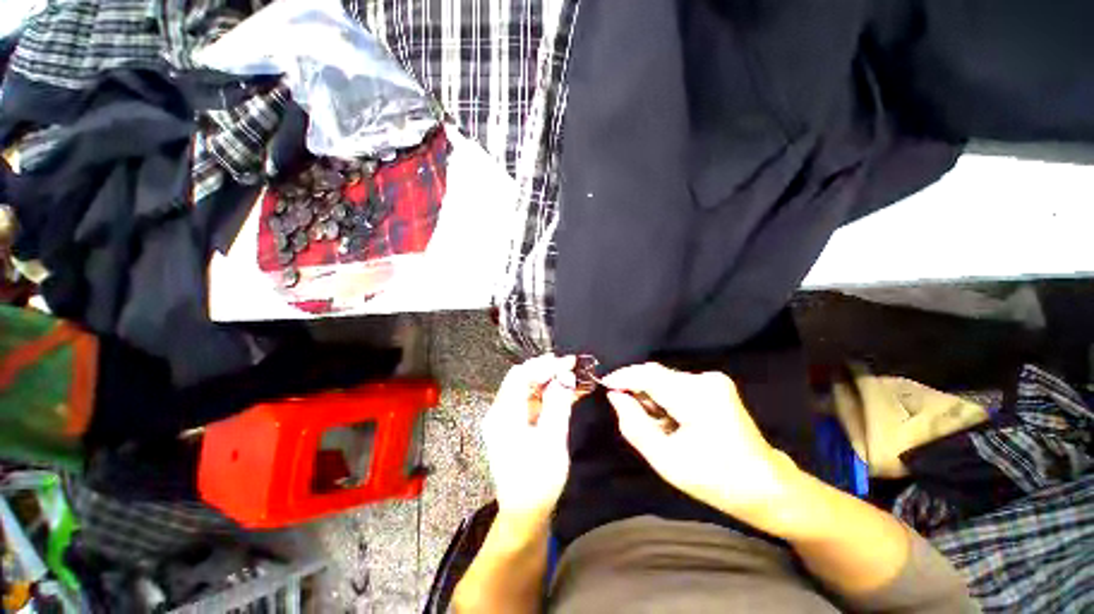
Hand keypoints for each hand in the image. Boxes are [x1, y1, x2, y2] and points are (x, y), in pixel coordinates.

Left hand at [482, 355, 581, 523]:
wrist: (525, 514)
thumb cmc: (538, 479)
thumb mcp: (552, 439)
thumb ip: (558, 404)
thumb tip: (565, 376)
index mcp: (503, 413)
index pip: (521, 375)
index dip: (545, 365)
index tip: (568, 362)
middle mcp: (501, 411)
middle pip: (523, 379)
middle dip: (547, 370)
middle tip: (571, 367)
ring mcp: (507, 419)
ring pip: (529, 389)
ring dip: (550, 382)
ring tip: (573, 377)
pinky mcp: (515, 426)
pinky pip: (532, 402)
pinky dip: (548, 396)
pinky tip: (567, 393)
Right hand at [603, 363, 801, 530]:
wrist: (766, 485)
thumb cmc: (715, 479)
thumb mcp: (666, 460)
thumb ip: (634, 424)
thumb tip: (616, 396)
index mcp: (696, 397)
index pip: (649, 375)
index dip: (623, 377)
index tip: (604, 384)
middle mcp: (705, 380)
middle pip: (656, 375)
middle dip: (638, 391)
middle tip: (630, 415)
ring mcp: (714, 380)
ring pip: (666, 380)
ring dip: (653, 397)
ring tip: (657, 426)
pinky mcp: (716, 385)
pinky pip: (678, 384)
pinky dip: (666, 398)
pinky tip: (671, 421)